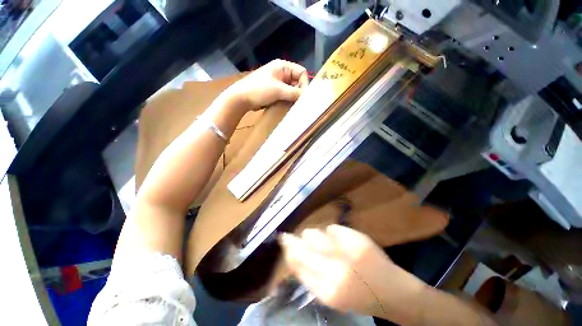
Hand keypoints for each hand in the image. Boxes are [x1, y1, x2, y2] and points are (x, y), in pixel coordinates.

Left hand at [227, 59, 307, 110]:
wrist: (242, 98)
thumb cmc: (259, 90)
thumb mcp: (279, 90)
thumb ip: (294, 93)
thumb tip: (307, 97)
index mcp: (283, 66)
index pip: (301, 72)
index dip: (305, 84)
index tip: (303, 97)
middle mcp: (282, 72)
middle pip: (297, 81)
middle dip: (299, 92)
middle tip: (298, 103)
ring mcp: (278, 82)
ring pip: (292, 89)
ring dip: (293, 97)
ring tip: (292, 106)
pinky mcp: (274, 91)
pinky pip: (286, 95)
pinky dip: (288, 100)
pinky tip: (286, 106)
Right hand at [279, 225, 425, 322]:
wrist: (391, 292)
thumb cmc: (356, 297)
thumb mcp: (328, 294)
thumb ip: (308, 274)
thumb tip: (292, 252)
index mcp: (326, 289)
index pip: (298, 260)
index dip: (289, 247)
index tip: (283, 238)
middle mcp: (335, 268)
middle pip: (305, 243)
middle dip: (299, 239)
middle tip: (299, 239)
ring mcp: (347, 251)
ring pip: (317, 233)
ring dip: (316, 237)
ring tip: (325, 244)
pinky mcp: (357, 238)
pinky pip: (333, 228)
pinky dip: (332, 233)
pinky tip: (339, 241)